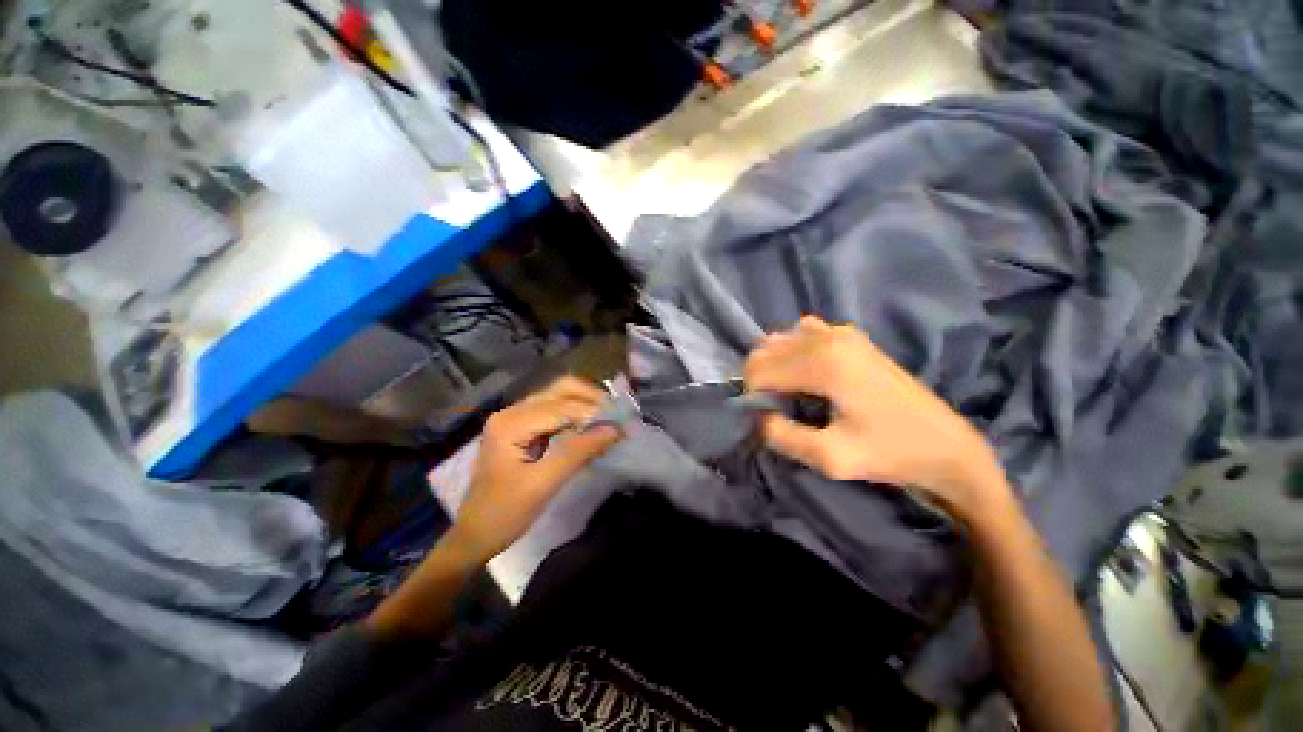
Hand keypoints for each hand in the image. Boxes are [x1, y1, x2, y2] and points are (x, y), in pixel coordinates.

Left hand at [450, 376, 621, 563]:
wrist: (474, 535)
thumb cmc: (505, 513)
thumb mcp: (544, 484)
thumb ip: (579, 452)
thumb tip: (615, 430)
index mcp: (511, 423)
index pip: (562, 407)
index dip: (594, 412)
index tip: (623, 422)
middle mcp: (512, 412)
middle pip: (560, 390)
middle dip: (592, 399)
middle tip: (617, 415)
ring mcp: (515, 418)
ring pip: (559, 397)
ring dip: (586, 405)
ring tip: (609, 420)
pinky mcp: (521, 428)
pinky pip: (555, 412)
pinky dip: (576, 416)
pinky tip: (591, 428)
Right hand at [744, 316, 1009, 519]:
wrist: (946, 446)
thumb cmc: (890, 453)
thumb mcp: (831, 458)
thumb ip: (782, 436)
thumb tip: (759, 416)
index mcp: (824, 363)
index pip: (758, 370)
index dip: (752, 397)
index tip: (767, 420)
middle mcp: (828, 338)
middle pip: (765, 351)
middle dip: (759, 381)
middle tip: (777, 410)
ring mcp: (841, 332)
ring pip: (779, 341)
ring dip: (773, 367)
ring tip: (790, 395)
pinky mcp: (850, 336)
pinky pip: (801, 335)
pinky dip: (791, 353)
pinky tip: (806, 375)